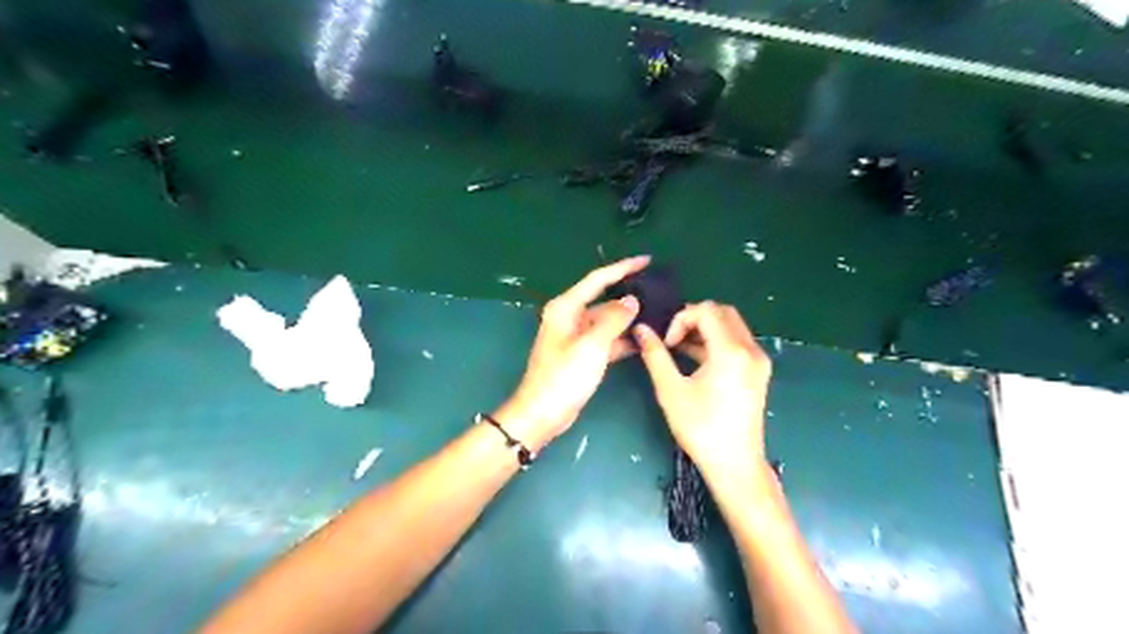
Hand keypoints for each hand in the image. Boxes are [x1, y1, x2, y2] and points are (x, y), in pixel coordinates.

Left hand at [499, 256, 648, 450]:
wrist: (543, 413)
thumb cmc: (563, 377)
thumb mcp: (591, 346)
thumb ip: (614, 320)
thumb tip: (632, 301)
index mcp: (566, 308)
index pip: (598, 279)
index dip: (623, 268)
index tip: (646, 260)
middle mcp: (570, 317)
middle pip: (604, 299)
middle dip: (629, 296)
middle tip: (659, 292)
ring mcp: (577, 337)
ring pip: (607, 321)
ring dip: (628, 320)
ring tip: (659, 315)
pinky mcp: (583, 355)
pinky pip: (607, 340)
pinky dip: (623, 339)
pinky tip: (645, 340)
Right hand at [632, 301, 771, 474]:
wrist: (735, 464)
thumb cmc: (701, 428)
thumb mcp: (671, 390)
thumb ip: (655, 355)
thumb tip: (641, 329)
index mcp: (731, 351)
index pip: (706, 310)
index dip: (681, 319)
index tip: (667, 343)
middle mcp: (751, 349)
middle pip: (722, 312)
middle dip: (694, 319)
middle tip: (673, 340)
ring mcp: (758, 360)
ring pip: (731, 325)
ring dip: (705, 330)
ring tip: (679, 350)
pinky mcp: (759, 371)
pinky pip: (737, 342)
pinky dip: (716, 342)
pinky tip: (695, 360)